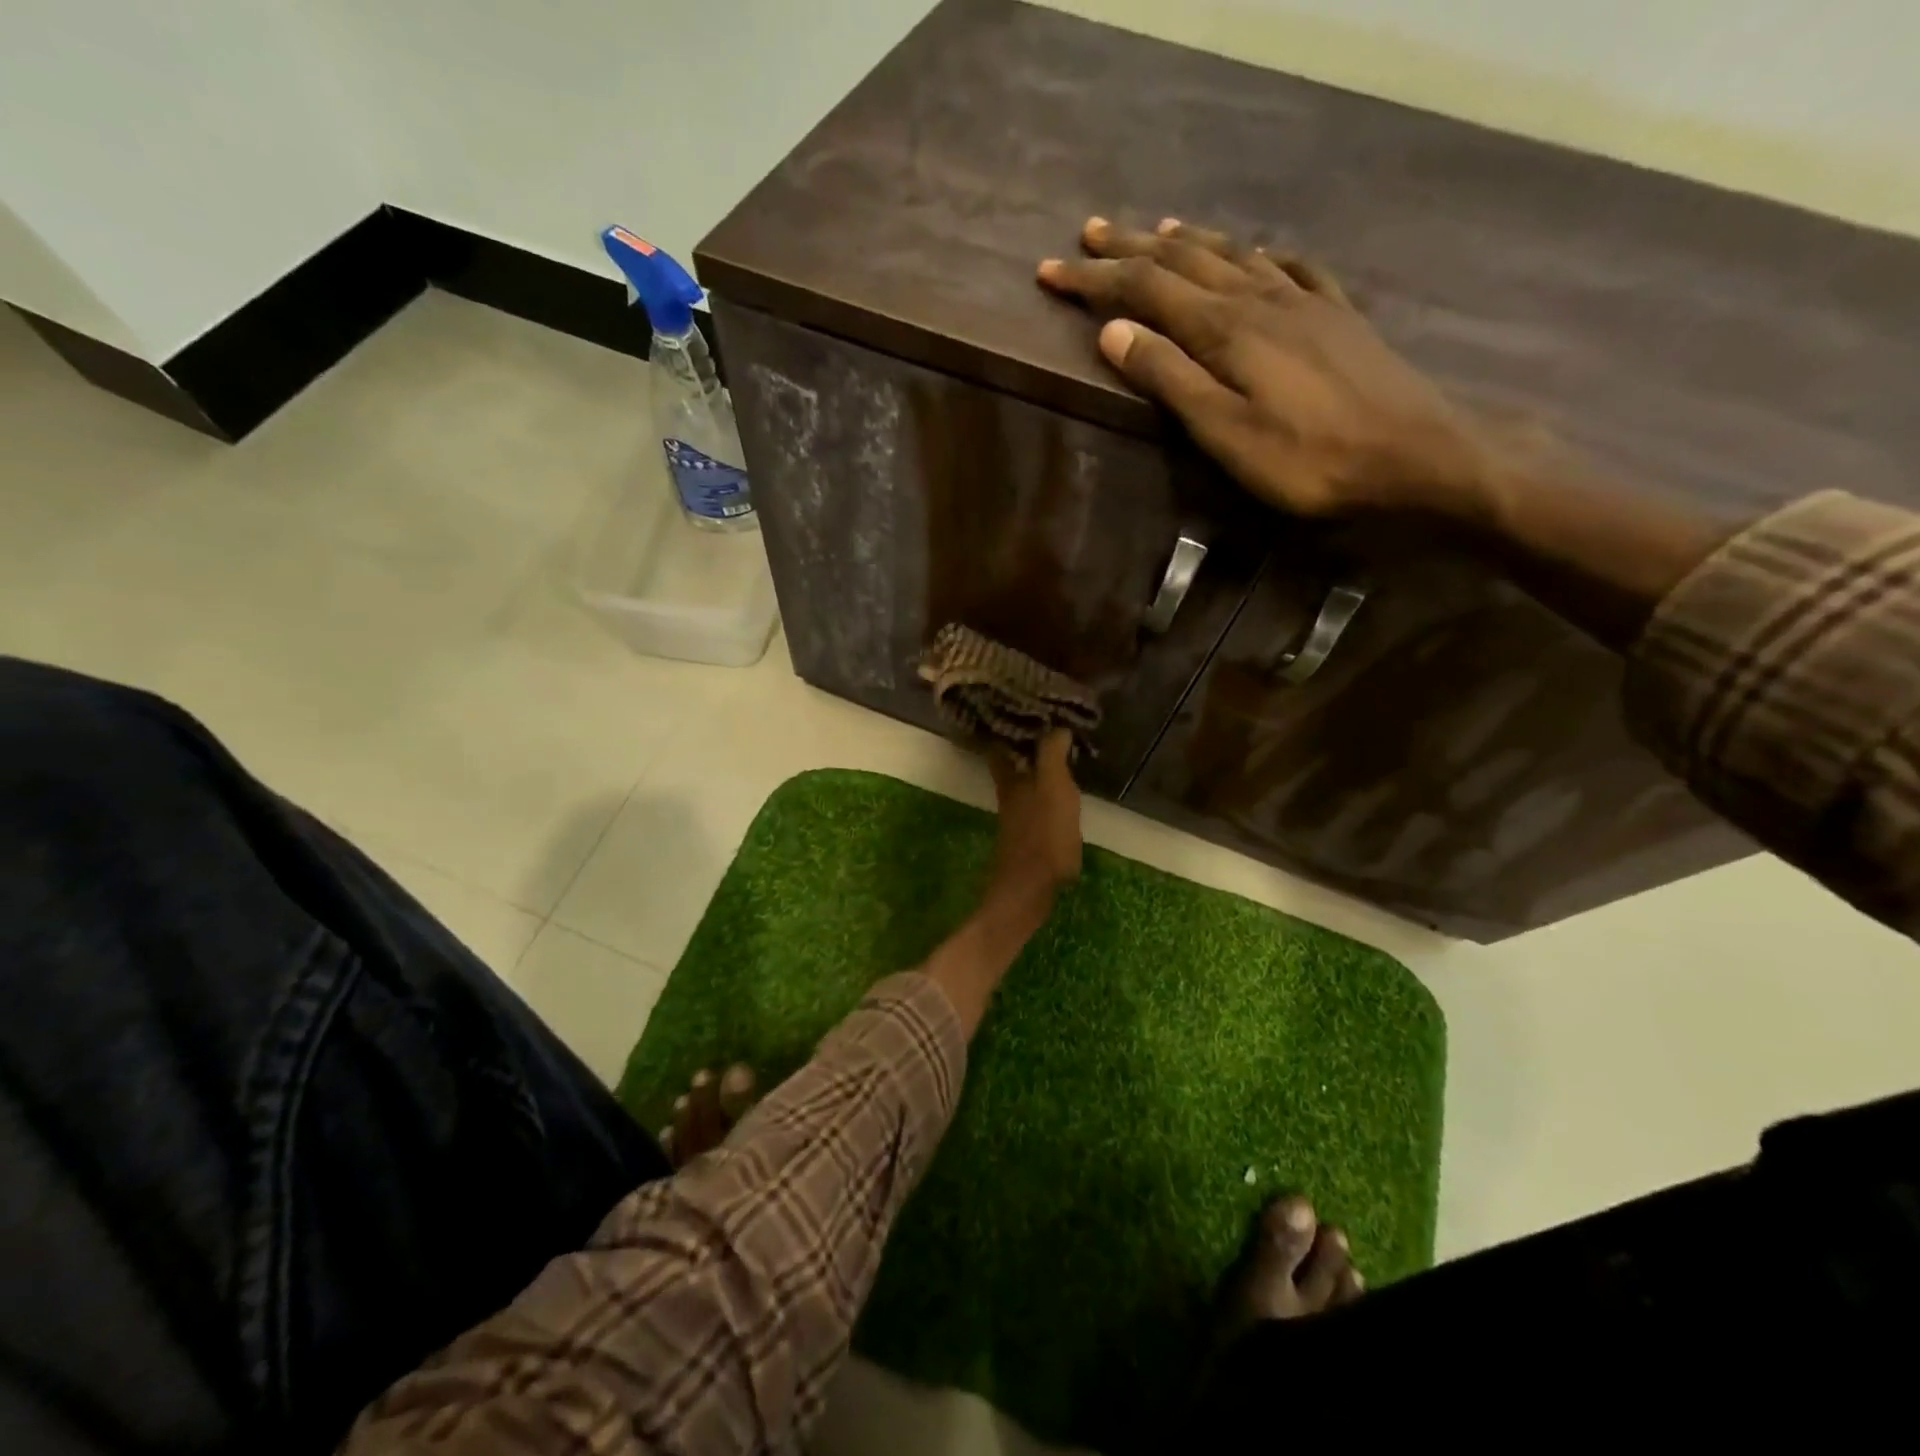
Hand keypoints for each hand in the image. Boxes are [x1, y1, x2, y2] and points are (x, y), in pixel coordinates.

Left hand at [988, 729, 1081, 904]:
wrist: (1030, 888)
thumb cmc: (1043, 834)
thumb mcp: (1054, 788)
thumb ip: (1052, 755)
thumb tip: (1057, 725)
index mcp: (1010, 777)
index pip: (1000, 742)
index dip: (1006, 725)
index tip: (1020, 708)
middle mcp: (1009, 792)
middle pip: (1011, 760)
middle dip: (1023, 741)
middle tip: (1046, 723)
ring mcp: (1018, 814)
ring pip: (1023, 778)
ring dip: (1036, 763)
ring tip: (1060, 748)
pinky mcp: (1029, 832)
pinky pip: (1036, 797)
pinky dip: (1046, 785)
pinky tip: (1062, 787)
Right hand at [1038, 217, 1486, 519]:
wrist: (1412, 456)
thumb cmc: (1306, 459)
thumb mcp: (1223, 431)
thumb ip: (1168, 378)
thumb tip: (1113, 331)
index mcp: (1223, 328)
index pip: (1144, 289)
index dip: (1094, 279)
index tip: (1050, 271)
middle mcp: (1259, 297)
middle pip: (1183, 261)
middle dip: (1131, 248)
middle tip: (1091, 234)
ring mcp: (1303, 299)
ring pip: (1233, 255)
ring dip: (1189, 242)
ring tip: (1160, 230)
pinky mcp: (1337, 313)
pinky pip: (1289, 266)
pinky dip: (1259, 254)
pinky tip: (1257, 252)